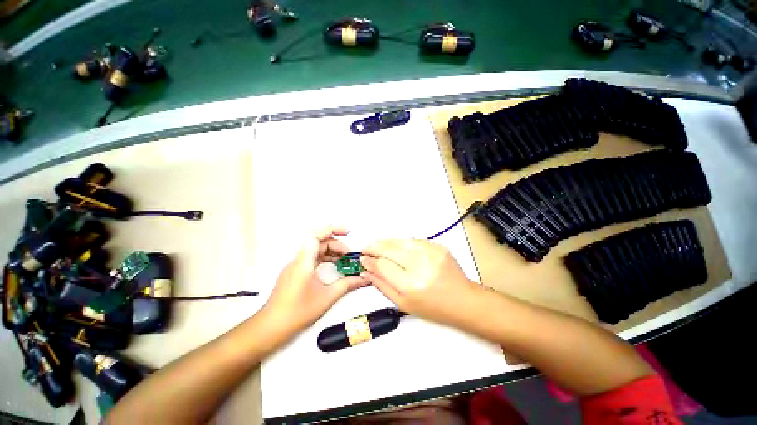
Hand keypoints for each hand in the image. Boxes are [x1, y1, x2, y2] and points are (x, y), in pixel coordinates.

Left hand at [262, 226, 368, 335]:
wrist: (271, 327)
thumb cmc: (296, 312)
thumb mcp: (327, 297)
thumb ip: (347, 284)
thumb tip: (362, 279)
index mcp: (304, 261)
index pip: (316, 235)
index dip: (332, 229)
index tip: (346, 232)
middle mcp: (299, 260)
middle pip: (319, 242)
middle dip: (337, 245)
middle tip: (349, 255)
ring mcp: (296, 266)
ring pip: (316, 250)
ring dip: (331, 252)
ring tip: (344, 260)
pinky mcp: (295, 272)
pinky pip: (312, 258)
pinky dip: (325, 259)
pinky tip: (334, 267)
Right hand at [360, 239, 479, 324]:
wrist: (463, 300)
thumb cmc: (433, 308)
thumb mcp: (403, 304)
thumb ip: (382, 285)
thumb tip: (366, 270)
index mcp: (410, 284)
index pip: (382, 265)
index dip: (370, 260)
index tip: (362, 259)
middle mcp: (420, 265)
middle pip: (389, 249)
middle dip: (374, 247)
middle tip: (366, 248)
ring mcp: (430, 252)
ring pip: (400, 241)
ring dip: (386, 242)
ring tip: (377, 244)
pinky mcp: (438, 246)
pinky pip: (413, 240)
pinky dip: (401, 242)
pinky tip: (395, 245)